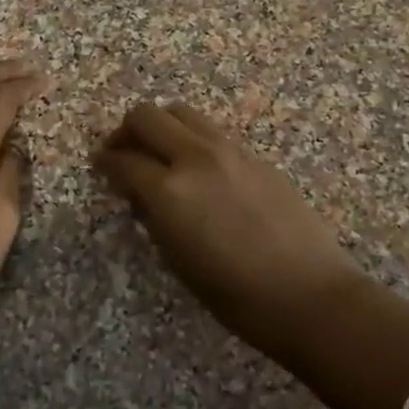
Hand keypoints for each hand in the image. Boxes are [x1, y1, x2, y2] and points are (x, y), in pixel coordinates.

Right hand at [93, 102, 366, 361]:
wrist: (308, 294)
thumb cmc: (235, 295)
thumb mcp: (178, 261)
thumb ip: (154, 217)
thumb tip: (141, 194)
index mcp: (170, 191)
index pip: (124, 160)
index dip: (105, 161)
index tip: (99, 164)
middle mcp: (196, 157)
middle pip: (147, 116)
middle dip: (127, 130)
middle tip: (124, 152)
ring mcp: (230, 150)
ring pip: (182, 113)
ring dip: (162, 126)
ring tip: (161, 153)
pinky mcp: (256, 155)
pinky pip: (212, 131)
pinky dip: (193, 138)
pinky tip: (198, 167)